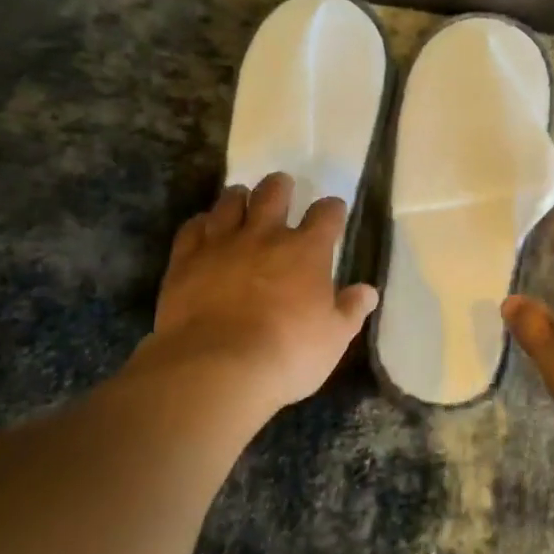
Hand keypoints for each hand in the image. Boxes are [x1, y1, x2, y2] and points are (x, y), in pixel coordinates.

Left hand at [144, 172, 378, 415]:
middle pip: (273, 193)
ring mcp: (221, 244)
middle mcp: (264, 236)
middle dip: (280, 187)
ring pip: (229, 202)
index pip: (326, 215)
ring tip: (241, 199)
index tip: (333, 211)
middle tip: (282, 188)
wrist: (217, 367)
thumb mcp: (333, 339)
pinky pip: (192, 228)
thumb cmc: (287, 354)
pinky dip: (200, 224)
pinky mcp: (186, 260)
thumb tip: (368, 291)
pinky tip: (203, 227)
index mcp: (306, 251)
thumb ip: (350, 310)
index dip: (332, 209)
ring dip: (238, 198)